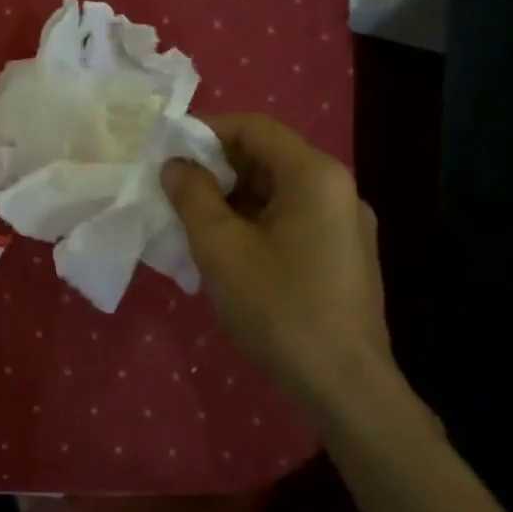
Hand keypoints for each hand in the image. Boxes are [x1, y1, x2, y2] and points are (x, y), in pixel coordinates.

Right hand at [162, 113, 393, 408]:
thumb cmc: (277, 306)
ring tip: (193, 224)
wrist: (343, 384)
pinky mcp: (344, 256)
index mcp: (314, 175)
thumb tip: (177, 165)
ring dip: (232, 199)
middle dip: (216, 169)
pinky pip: (291, 220)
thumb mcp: (219, 246)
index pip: (254, 127)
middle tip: (173, 192)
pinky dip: (254, 223)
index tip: (167, 152)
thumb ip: (192, 195)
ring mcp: (345, 225)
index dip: (206, 131)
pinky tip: (227, 252)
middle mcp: (337, 189)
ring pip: (277, 192)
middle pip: (267, 158)